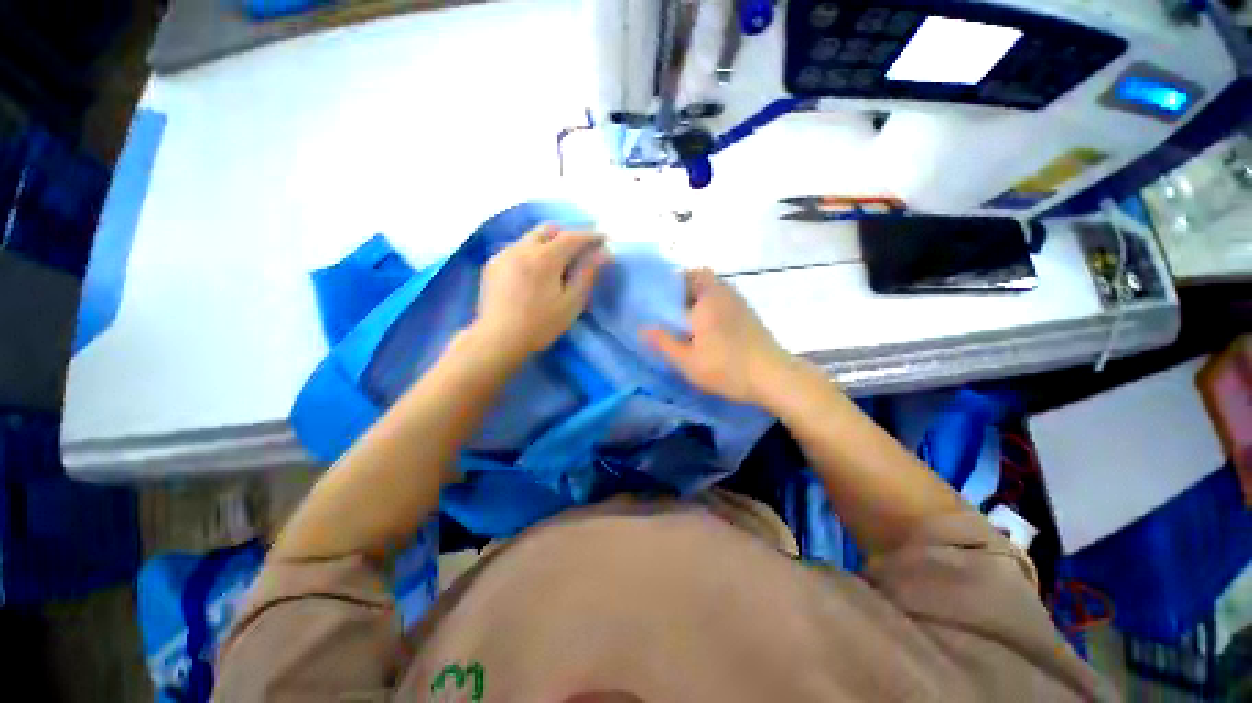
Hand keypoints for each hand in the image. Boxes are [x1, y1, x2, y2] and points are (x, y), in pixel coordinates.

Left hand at [471, 225, 607, 365]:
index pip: (572, 237)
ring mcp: (504, 254)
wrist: (498, 340)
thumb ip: (586, 274)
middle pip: (549, 229)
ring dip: (549, 241)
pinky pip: (517, 248)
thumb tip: (602, 253)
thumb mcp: (571, 303)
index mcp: (544, 258)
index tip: (604, 238)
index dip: (590, 235)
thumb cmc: (540, 325)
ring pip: (531, 237)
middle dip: (568, 233)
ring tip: (559, 259)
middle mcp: (522, 248)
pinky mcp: (493, 264)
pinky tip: (536, 270)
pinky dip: (532, 251)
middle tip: (582, 247)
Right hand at [643, 268, 793, 404]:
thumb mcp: (687, 360)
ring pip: (717, 290)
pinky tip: (711, 330)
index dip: (675, 279)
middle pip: (704, 278)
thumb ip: (663, 342)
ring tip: (689, 321)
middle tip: (673, 309)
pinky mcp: (751, 316)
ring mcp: (741, 304)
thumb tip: (642, 328)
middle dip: (687, 288)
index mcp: (707, 299)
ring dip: (702, 298)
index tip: (663, 294)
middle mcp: (725, 294)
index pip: (690, 274)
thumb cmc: (726, 367)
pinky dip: (715, 307)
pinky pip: (727, 301)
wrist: (773, 377)